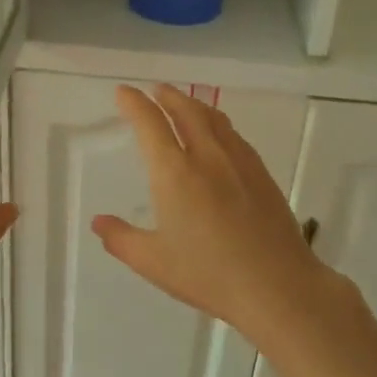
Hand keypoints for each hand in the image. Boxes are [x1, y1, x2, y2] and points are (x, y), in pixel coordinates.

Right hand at [91, 84, 342, 343]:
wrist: (277, 286)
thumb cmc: (208, 274)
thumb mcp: (153, 262)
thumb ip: (121, 239)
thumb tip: (99, 222)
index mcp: (174, 172)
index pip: (150, 123)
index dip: (133, 103)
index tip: (123, 92)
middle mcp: (207, 156)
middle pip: (186, 110)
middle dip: (167, 95)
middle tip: (155, 90)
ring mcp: (239, 162)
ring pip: (214, 118)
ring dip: (194, 104)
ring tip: (184, 104)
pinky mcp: (262, 174)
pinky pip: (234, 135)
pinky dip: (218, 124)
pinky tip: (219, 137)